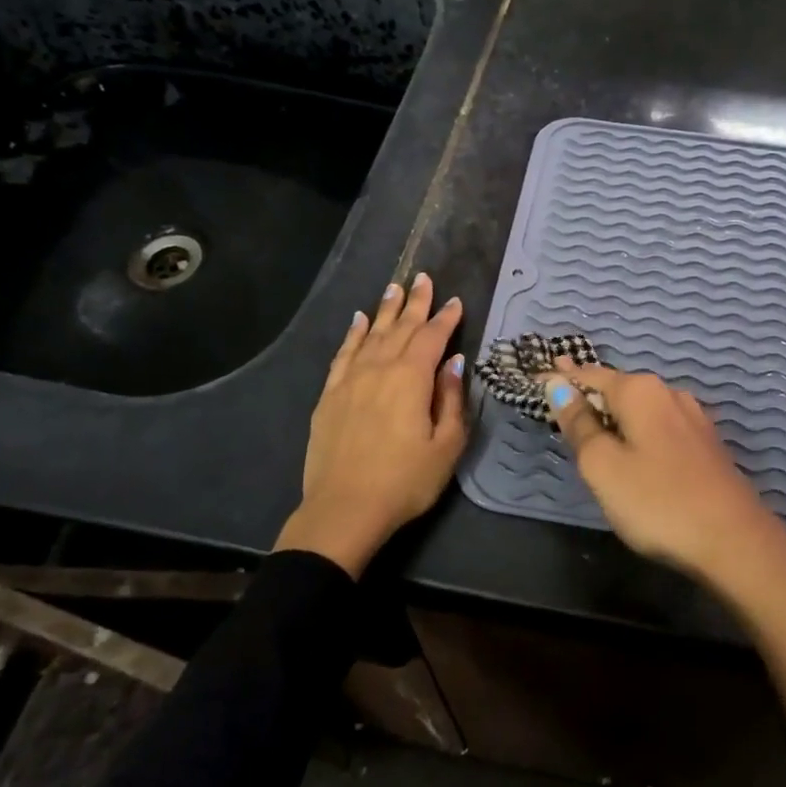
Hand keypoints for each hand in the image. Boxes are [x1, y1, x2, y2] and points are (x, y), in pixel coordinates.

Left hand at [276, 273, 466, 576]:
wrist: (344, 509)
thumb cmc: (405, 481)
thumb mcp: (446, 446)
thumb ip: (452, 400)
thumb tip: (453, 362)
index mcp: (411, 379)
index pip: (432, 337)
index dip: (446, 318)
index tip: (456, 301)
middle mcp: (380, 369)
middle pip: (401, 327)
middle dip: (415, 302)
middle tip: (424, 277)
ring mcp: (350, 380)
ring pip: (371, 334)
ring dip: (385, 310)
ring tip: (395, 287)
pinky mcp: (330, 395)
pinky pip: (343, 354)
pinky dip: (354, 334)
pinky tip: (359, 321)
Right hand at [543, 359, 783, 580]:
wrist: (735, 541)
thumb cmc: (657, 501)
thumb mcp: (602, 466)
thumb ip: (579, 424)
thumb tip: (557, 385)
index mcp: (640, 391)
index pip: (590, 375)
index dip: (561, 377)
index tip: (537, 376)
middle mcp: (668, 393)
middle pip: (617, 387)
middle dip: (589, 391)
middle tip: (559, 396)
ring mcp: (693, 418)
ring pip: (640, 407)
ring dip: (614, 412)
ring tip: (591, 420)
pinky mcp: (706, 444)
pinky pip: (658, 425)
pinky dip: (636, 428)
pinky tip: (632, 443)